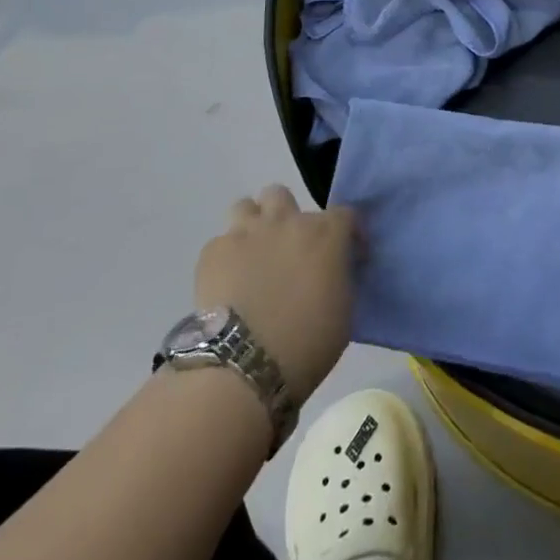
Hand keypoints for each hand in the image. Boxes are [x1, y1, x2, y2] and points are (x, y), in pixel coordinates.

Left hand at [195, 186, 357, 404]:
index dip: (347, 233)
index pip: (344, 214)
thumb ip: (342, 275)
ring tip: (253, 255)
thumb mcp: (345, 308)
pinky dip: (227, 257)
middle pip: (282, 195)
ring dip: (252, 225)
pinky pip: (221, 242)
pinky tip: (228, 283)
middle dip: (285, 215)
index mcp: (326, 234)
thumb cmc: (307, 342)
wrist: (243, 364)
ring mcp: (246, 233)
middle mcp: (287, 221)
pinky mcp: (213, 252)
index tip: (345, 255)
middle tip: (287, 248)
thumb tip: (336, 268)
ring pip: (246, 206)